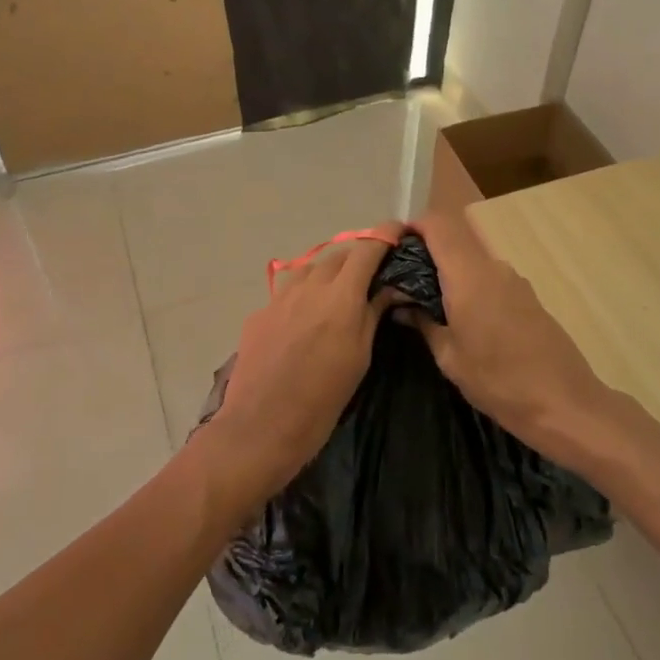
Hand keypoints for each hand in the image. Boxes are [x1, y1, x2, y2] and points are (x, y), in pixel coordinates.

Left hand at [204, 222, 404, 499]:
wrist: (260, 427)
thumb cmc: (322, 400)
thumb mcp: (359, 358)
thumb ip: (372, 314)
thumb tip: (389, 288)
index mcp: (340, 296)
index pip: (367, 248)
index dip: (385, 235)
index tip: (399, 232)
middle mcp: (309, 285)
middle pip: (339, 255)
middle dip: (359, 258)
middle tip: (373, 277)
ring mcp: (280, 297)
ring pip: (311, 269)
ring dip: (329, 275)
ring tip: (339, 297)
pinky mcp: (260, 313)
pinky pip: (288, 292)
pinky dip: (305, 296)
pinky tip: (306, 322)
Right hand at [407, 211, 615, 463]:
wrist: (565, 404)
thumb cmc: (500, 382)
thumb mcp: (450, 358)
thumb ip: (424, 323)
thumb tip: (403, 304)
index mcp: (469, 275)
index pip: (438, 225)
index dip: (412, 228)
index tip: (391, 247)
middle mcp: (493, 267)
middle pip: (454, 238)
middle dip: (426, 250)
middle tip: (402, 278)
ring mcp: (514, 279)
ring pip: (472, 258)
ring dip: (449, 270)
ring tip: (428, 301)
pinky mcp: (527, 295)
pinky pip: (489, 276)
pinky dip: (469, 284)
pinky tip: (462, 316)